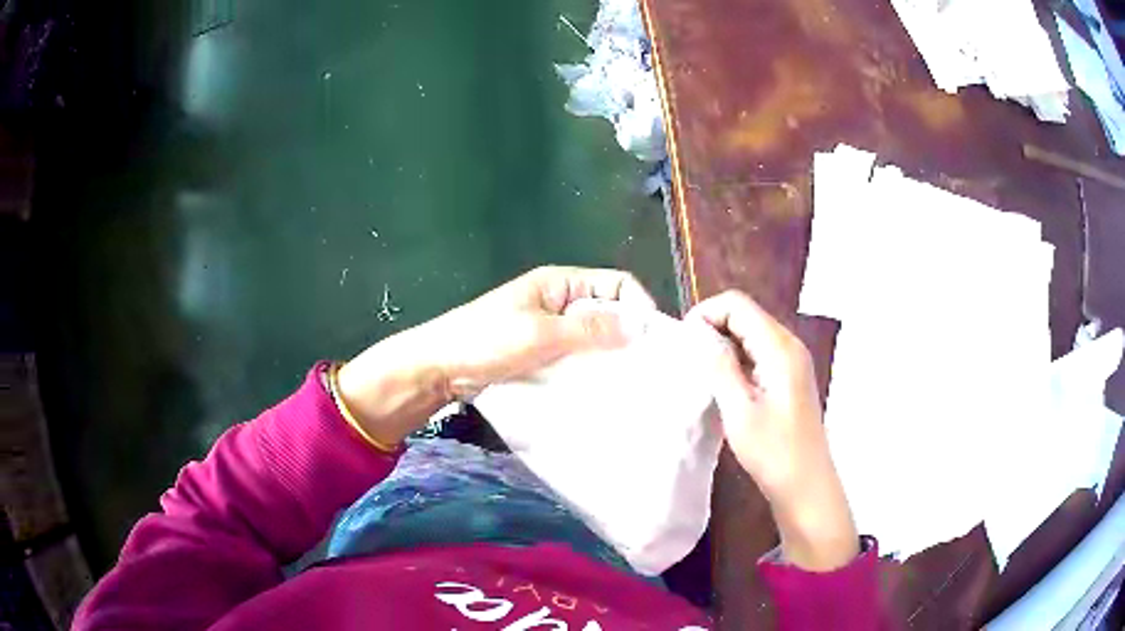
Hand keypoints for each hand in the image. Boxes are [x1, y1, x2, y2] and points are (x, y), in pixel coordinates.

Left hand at [337, 266, 655, 445]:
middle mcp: (561, 302)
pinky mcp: (543, 355)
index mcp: (561, 283)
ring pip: (594, 338)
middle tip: (648, 370)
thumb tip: (640, 326)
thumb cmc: (485, 341)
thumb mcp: (539, 333)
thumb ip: (588, 329)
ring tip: (630, 385)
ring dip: (610, 357)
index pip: (617, 284)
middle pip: (609, 311)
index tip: (653, 343)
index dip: (638, 307)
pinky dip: (591, 370)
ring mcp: (551, 330)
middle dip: (628, 336)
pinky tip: (603, 391)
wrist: (438, 369)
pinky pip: (577, 358)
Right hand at [687, 291, 858, 570]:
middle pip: (746, 314)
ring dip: (724, 342)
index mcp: (779, 348)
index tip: (683, 341)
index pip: (738, 305)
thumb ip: (719, 366)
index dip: (706, 313)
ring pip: (752, 332)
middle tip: (688, 357)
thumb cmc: (772, 451)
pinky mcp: (790, 376)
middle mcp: (790, 345)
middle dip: (713, 326)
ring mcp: (793, 360)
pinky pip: (759, 351)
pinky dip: (737, 357)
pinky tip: (724, 381)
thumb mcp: (739, 410)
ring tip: (701, 370)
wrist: (805, 484)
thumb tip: (698, 334)